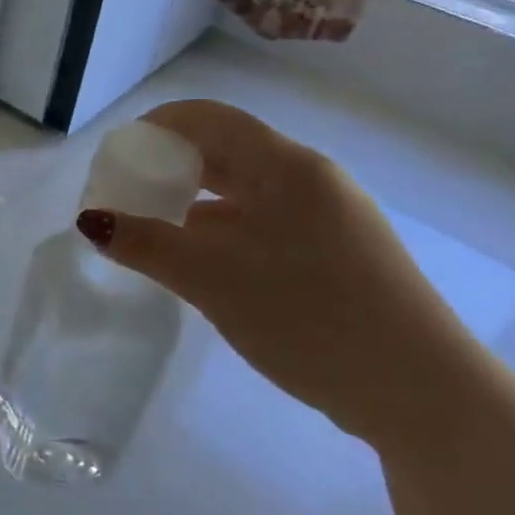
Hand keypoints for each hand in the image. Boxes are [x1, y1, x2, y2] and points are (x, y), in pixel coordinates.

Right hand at [82, 100, 484, 448]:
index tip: (116, 158)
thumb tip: (91, 220)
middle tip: (124, 196)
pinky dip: (221, 230)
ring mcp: (328, 217)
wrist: (424, 397)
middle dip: (168, 166)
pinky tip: (198, 262)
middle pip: (224, 151)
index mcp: (287, 167)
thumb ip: (145, 244)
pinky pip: (263, 222)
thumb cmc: (311, 318)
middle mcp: (310, 179)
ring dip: (192, 201)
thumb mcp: (212, 280)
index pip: (208, 118)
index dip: (156, 126)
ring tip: (151, 231)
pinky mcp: (335, 253)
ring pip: (243, 190)